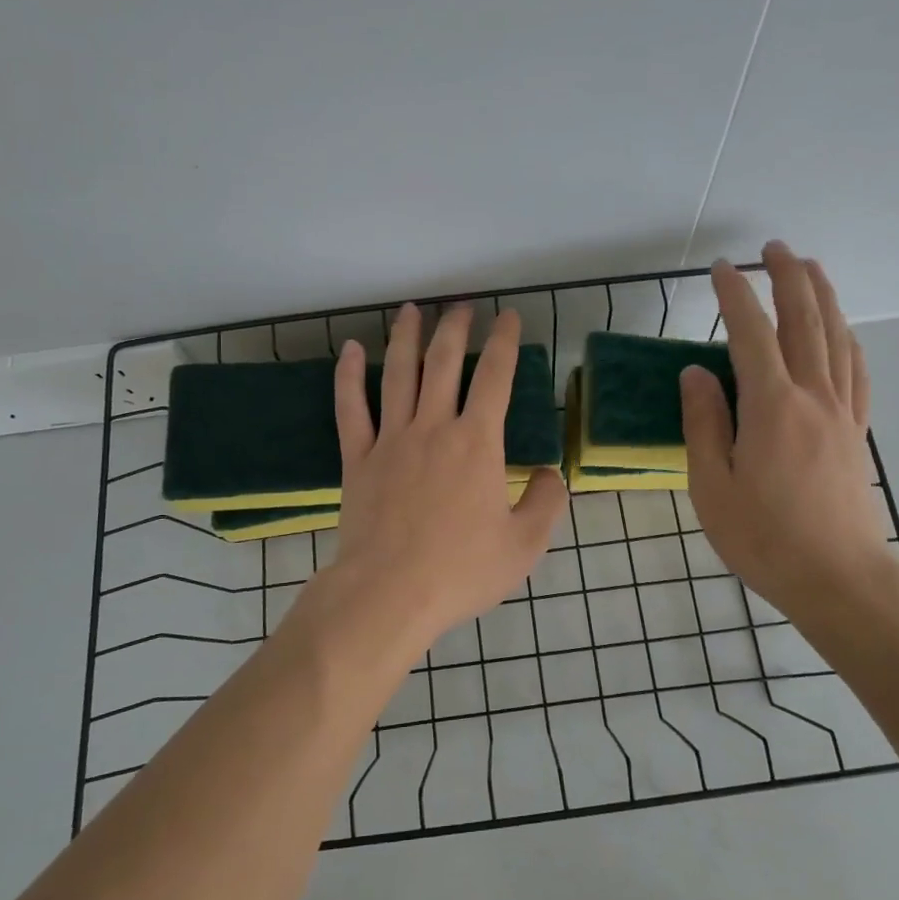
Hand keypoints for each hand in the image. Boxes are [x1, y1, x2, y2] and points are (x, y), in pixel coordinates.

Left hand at [323, 302, 567, 650]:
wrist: (389, 594)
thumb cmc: (461, 570)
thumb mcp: (524, 545)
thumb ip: (545, 502)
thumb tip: (549, 473)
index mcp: (477, 443)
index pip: (495, 377)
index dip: (504, 342)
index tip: (508, 317)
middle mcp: (434, 427)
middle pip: (444, 362)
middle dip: (455, 328)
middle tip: (462, 305)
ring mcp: (391, 439)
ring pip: (398, 373)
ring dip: (406, 337)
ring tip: (412, 310)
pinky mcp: (357, 458)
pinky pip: (350, 407)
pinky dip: (349, 375)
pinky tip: (351, 349)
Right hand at [681, 244, 898, 627]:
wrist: (839, 580)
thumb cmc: (764, 538)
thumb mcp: (712, 485)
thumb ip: (704, 423)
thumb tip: (696, 372)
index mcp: (771, 407)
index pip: (751, 334)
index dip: (735, 296)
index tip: (720, 269)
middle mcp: (812, 396)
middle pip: (805, 321)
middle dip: (788, 278)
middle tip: (773, 248)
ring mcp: (841, 412)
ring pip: (836, 338)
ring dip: (823, 297)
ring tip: (810, 268)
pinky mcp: (856, 432)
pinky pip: (856, 371)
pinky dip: (847, 339)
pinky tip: (842, 332)